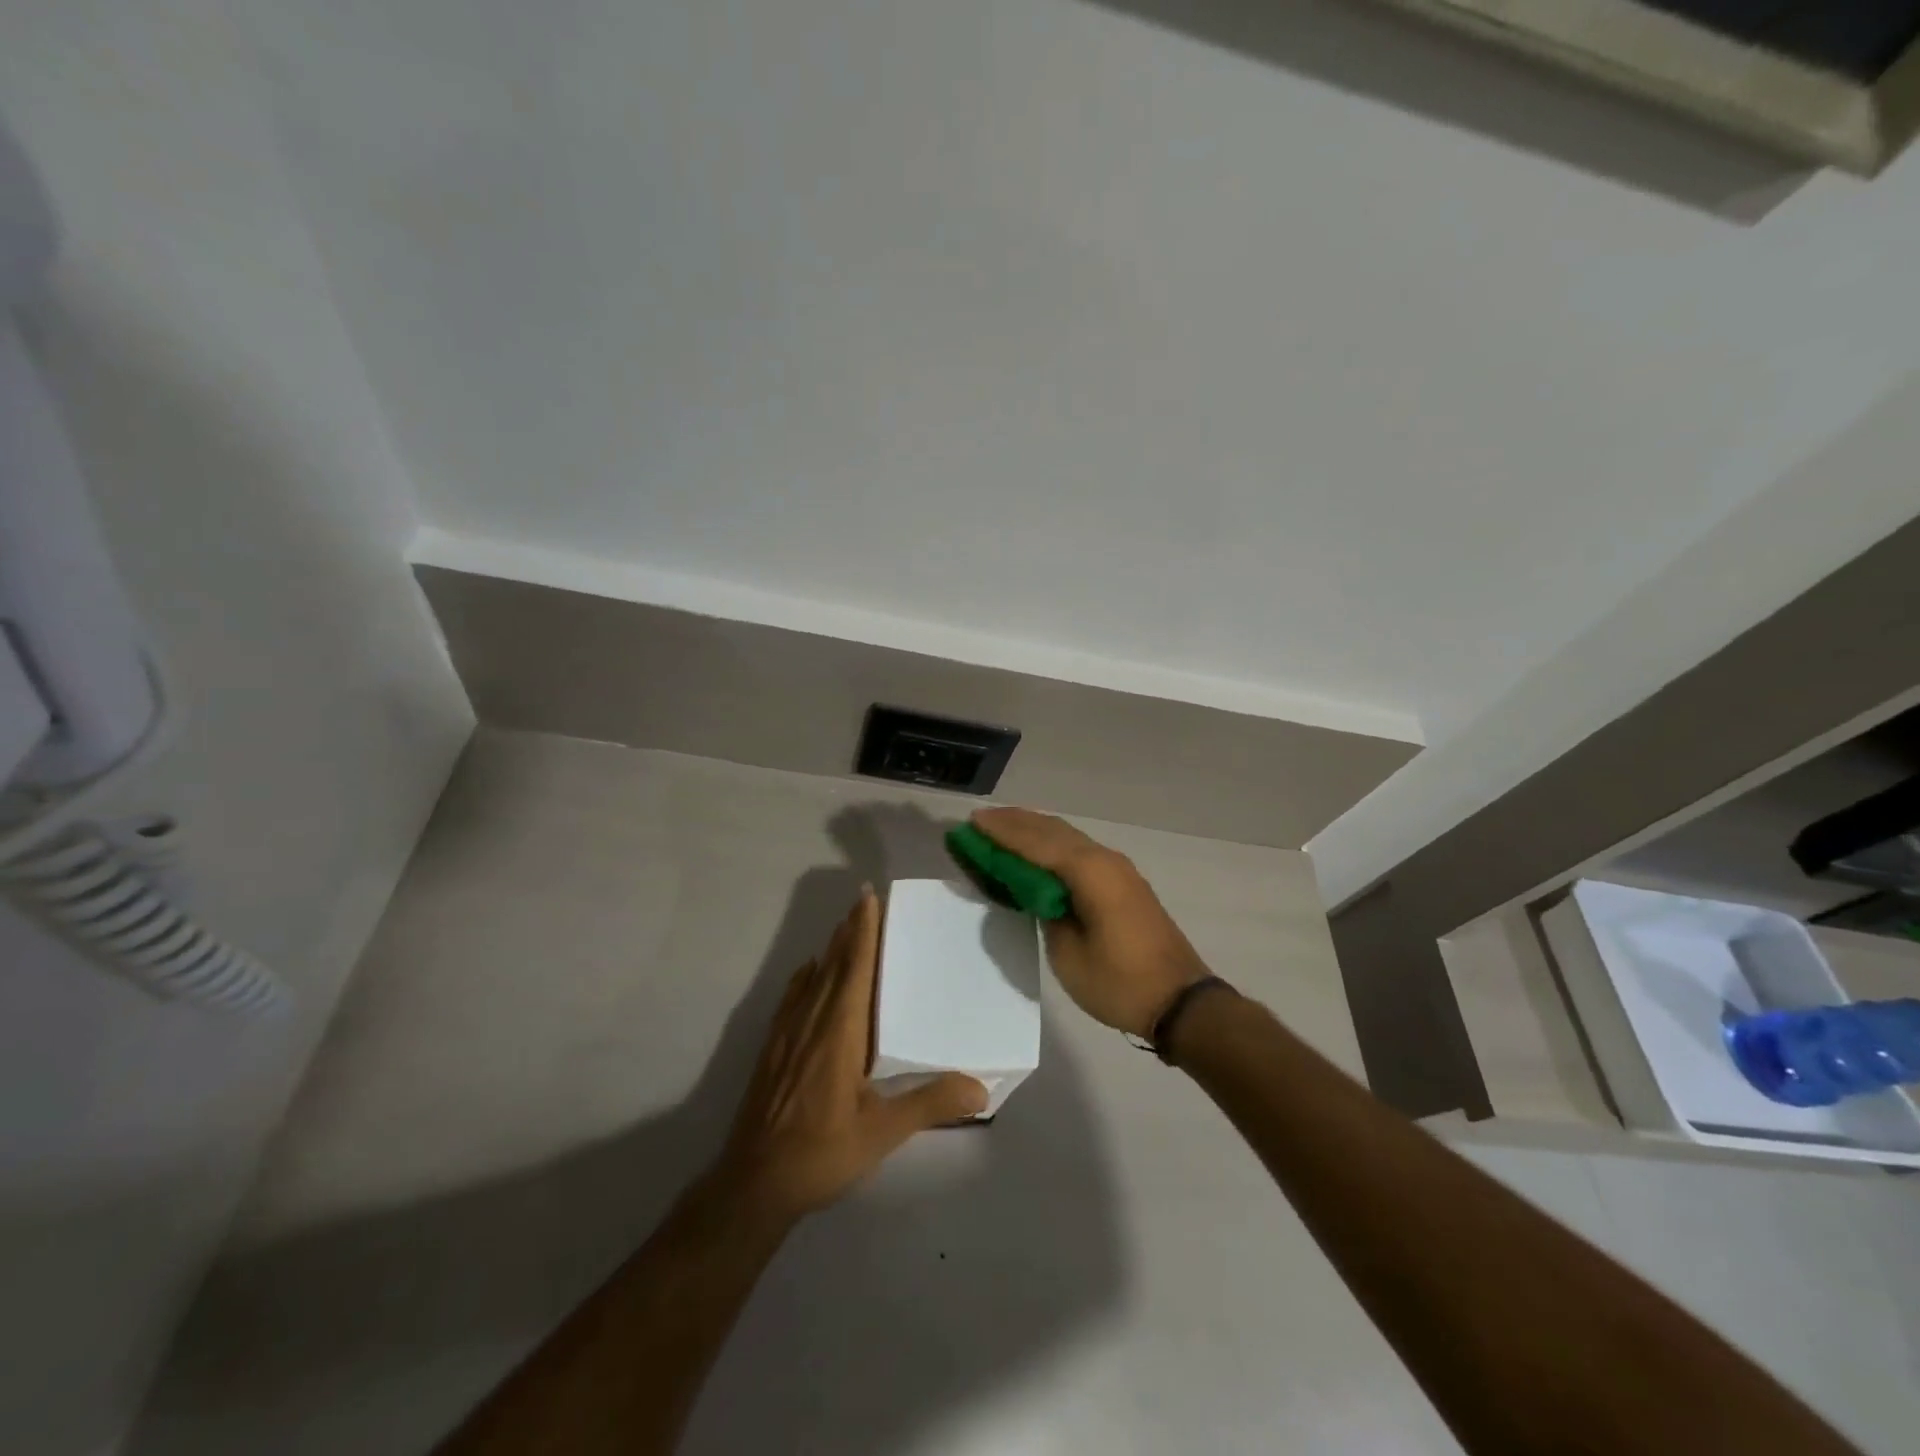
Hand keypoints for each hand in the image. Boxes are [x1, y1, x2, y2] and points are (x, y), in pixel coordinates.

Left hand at [711, 888, 987, 1222]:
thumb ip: (930, 1104)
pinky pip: (792, 999)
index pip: (855, 968)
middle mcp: (811, 1021)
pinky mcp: (772, 1050)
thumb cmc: (822, 1152)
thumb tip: (980, 1087)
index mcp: (840, 1031)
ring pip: (812, 979)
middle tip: (865, 901)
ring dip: (830, 950)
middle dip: (849, 931)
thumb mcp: (882, 1133)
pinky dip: (805, 978)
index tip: (869, 898)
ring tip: (845, 928)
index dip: (862, 931)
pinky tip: (809, 973)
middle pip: (833, 964)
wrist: (754, 1183)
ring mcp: (787, 1034)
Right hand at [970, 808, 1209, 1038]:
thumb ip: (1046, 912)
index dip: (1001, 832)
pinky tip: (1037, 852)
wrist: (1181, 1002)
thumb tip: (1036, 892)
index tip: (971, 823)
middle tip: (980, 822)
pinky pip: (1079, 851)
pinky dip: (1052, 845)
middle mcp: (1104, 859)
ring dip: (1034, 831)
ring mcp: (1118, 869)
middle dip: (1015, 823)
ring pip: (1068, 837)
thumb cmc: (1119, 982)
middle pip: (1052, 830)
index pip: (1035, 842)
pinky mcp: (1124, 883)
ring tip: (1001, 829)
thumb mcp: (1068, 953)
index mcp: (1089, 872)